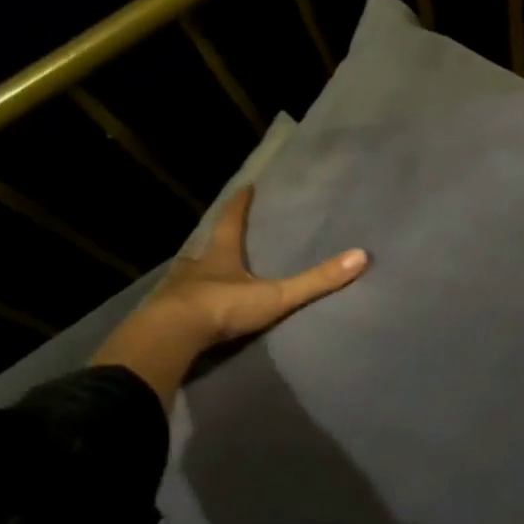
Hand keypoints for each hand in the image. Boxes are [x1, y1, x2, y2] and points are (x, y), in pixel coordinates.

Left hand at [91, 186, 367, 402]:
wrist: (172, 335)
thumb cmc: (223, 307)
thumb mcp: (276, 295)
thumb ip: (315, 281)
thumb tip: (360, 257)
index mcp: (220, 256)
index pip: (231, 222)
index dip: (239, 205)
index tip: (244, 188)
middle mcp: (194, 267)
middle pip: (206, 248)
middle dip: (215, 242)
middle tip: (222, 238)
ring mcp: (175, 290)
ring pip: (188, 274)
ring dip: (197, 273)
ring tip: (204, 274)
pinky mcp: (163, 314)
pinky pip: (176, 303)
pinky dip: (185, 301)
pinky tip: (188, 308)